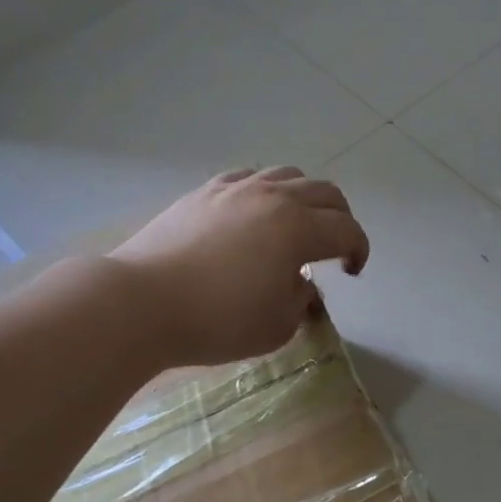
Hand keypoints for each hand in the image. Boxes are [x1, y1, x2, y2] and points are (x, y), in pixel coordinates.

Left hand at [109, 166, 369, 366]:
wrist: (141, 303)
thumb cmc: (217, 320)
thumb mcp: (277, 326)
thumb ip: (301, 300)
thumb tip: (302, 284)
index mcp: (299, 228)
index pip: (347, 230)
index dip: (359, 250)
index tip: (352, 272)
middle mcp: (273, 197)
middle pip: (325, 193)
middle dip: (340, 218)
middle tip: (335, 246)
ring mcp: (236, 189)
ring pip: (288, 175)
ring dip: (305, 198)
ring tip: (296, 224)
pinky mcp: (204, 192)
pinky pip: (248, 178)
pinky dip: (265, 191)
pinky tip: (254, 213)